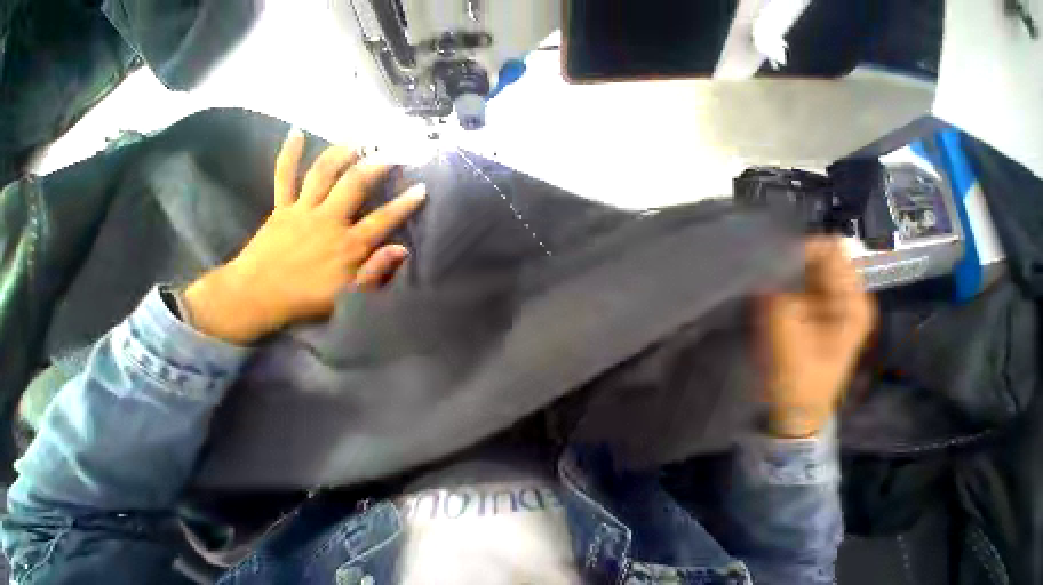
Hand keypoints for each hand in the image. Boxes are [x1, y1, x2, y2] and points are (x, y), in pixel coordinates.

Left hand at [183, 129, 425, 343]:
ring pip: (322, 174)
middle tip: (390, 152)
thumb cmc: (310, 297)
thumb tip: (403, 249)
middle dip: (374, 166)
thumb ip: (378, 270)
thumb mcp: (352, 293)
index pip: (384, 218)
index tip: (421, 189)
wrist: (255, 296)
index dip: (405, 203)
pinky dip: (289, 154)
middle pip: (353, 185)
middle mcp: (329, 220)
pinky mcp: (281, 208)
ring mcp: (303, 210)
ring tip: (356, 139)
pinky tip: (297, 133)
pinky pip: (284, 176)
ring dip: (340, 153)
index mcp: (350, 243)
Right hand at [758, 238, 875, 437]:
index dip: (798, 248)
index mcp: (850, 302)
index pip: (831, 253)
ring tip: (747, 278)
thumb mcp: (787, 343)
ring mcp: (821, 304)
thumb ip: (779, 305)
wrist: (793, 408)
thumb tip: (763, 272)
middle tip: (750, 268)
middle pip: (814, 259)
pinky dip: (769, 283)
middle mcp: (840, 297)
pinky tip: (751, 290)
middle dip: (783, 259)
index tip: (762, 256)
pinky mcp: (802, 312)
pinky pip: (786, 286)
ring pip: (798, 272)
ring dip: (773, 272)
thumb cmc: (796, 380)